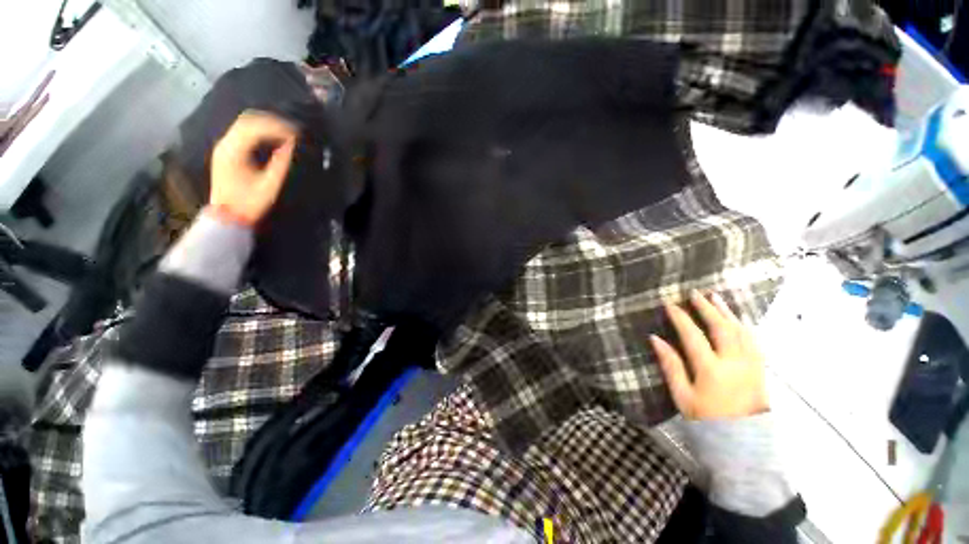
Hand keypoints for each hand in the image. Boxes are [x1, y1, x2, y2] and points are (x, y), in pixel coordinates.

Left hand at [208, 110, 297, 225]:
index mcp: (233, 151)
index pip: (255, 128)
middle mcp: (225, 144)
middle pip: (247, 120)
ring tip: (285, 132)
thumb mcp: (269, 184)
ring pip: (244, 124)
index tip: (296, 133)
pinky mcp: (226, 151)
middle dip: (271, 122)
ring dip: (265, 125)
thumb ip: (281, 163)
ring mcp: (224, 146)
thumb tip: (291, 145)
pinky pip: (242, 132)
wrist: (227, 216)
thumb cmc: (249, 202)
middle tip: (292, 130)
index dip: (277, 127)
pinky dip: (259, 131)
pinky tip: (272, 138)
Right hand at [651, 291, 768, 419]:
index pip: (693, 335)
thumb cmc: (707, 421)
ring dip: (727, 312)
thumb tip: (655, 339)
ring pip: (740, 331)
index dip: (681, 318)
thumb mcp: (682, 396)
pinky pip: (753, 340)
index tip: (670, 304)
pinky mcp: (760, 369)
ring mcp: (751, 365)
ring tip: (716, 297)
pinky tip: (738, 318)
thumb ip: (671, 366)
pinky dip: (744, 325)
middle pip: (721, 328)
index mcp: (711, 370)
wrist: (744, 444)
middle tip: (695, 293)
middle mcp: (734, 363)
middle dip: (706, 308)